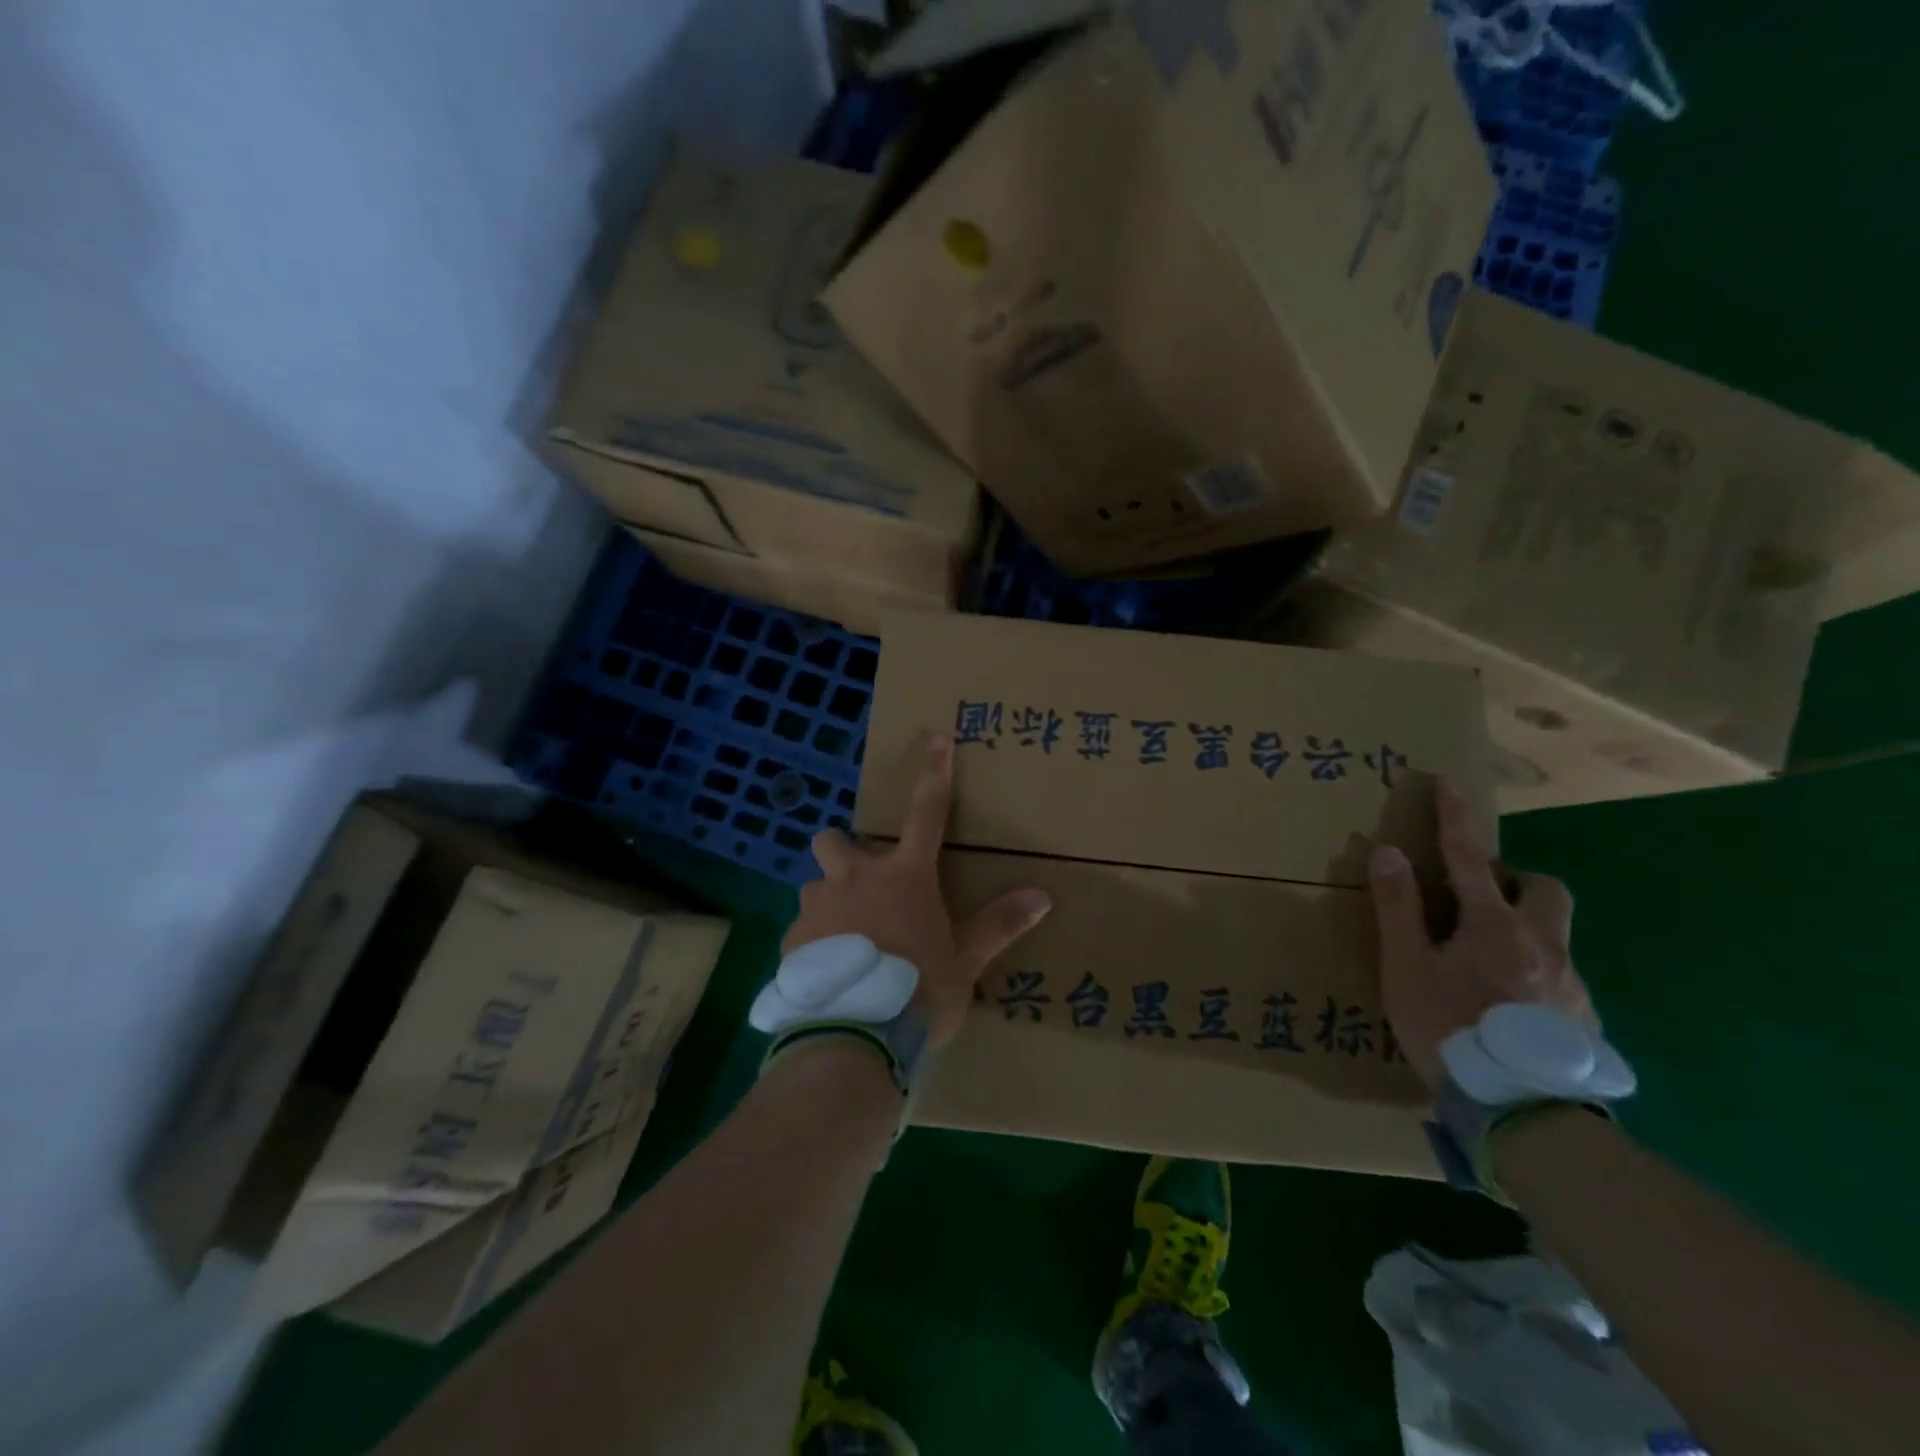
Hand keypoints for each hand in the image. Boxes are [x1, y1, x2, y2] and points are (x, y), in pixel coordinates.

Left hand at [786, 735, 1051, 1049]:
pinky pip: (803, 931)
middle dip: (844, 849)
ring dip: (830, 902)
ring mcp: (818, 906)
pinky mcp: (792, 941)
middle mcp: (855, 878)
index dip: (934, 773)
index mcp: (904, 875)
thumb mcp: (965, 961)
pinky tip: (831, 975)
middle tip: (862, 881)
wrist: (854, 1038)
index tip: (936, 739)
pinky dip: (816, 943)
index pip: (926, 811)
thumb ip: (999, 925)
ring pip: (815, 886)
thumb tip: (1043, 896)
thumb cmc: (919, 991)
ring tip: (848, 943)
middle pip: (834, 838)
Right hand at [1368, 780, 1596, 1093]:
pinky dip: (1532, 971)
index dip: (1456, 818)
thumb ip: (1399, 908)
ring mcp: (1571, 983)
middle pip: (1546, 889)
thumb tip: (1388, 851)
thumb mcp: (1407, 967)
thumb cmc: (1450, 1027)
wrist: (1523, 1111)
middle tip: (1480, 895)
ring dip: (1523, 928)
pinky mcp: (1584, 1019)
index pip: (1469, 857)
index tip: (1449, 783)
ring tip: (1483, 961)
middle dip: (1516, 878)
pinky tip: (1506, 1004)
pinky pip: (1559, 975)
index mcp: (1494, 925)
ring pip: (1554, 935)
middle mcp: (1543, 944)